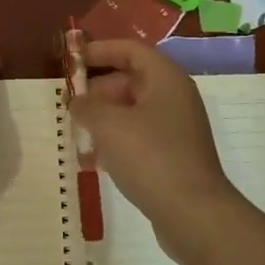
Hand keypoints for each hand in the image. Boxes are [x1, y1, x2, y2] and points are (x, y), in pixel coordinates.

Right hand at [70, 39, 237, 261]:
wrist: (194, 214)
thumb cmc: (151, 157)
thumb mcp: (109, 125)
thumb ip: (87, 106)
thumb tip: (77, 101)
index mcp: (166, 79)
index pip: (131, 50)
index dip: (100, 50)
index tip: (72, 60)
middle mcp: (175, 98)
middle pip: (131, 79)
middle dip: (98, 89)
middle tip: (70, 104)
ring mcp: (177, 128)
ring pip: (133, 110)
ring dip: (105, 117)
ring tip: (78, 132)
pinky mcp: (174, 156)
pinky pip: (140, 136)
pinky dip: (117, 140)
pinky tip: (96, 159)